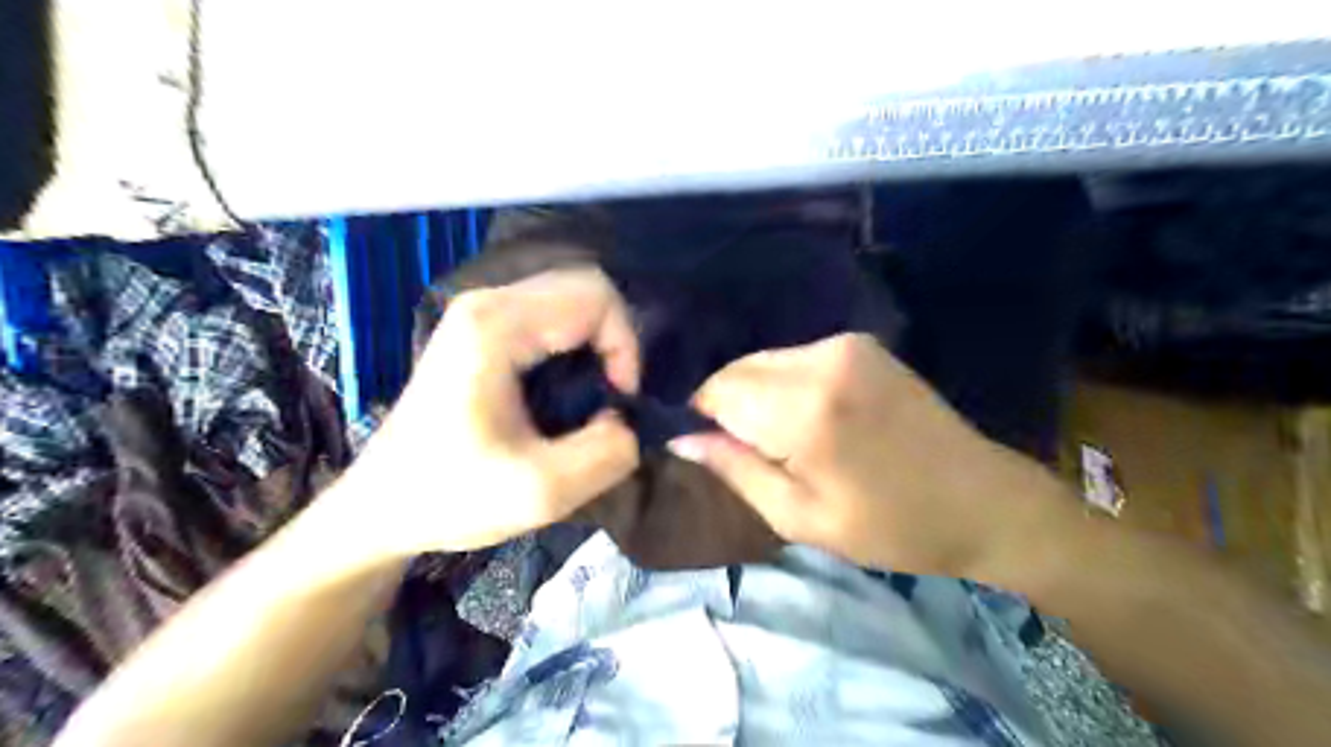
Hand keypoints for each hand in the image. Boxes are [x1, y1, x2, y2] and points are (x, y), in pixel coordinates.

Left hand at [337, 267, 641, 558]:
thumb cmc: (450, 497)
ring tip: (592, 397)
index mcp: (497, 327)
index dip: (624, 348)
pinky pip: (553, 315)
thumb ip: (608, 454)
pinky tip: (568, 389)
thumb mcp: (542, 492)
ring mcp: (482, 311)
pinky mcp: (482, 328)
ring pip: (572, 298)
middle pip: (586, 286)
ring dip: (598, 343)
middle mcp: (488, 302)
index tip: (618, 402)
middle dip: (615, 341)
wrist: (381, 506)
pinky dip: (577, 345)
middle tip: (610, 397)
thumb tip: (629, 422)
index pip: (596, 298)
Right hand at [672, 334, 1074, 582]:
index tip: (712, 450)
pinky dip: (784, 383)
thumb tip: (681, 440)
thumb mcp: (800, 517)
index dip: (702, 418)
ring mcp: (844, 344)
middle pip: (738, 369)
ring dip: (756, 394)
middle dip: (728, 406)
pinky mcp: (860, 343)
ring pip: (764, 360)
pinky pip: (794, 357)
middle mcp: (820, 360)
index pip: (717, 392)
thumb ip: (735, 470)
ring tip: (782, 439)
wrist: (983, 500)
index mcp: (804, 410)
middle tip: (748, 451)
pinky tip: (808, 418)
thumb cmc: (891, 526)